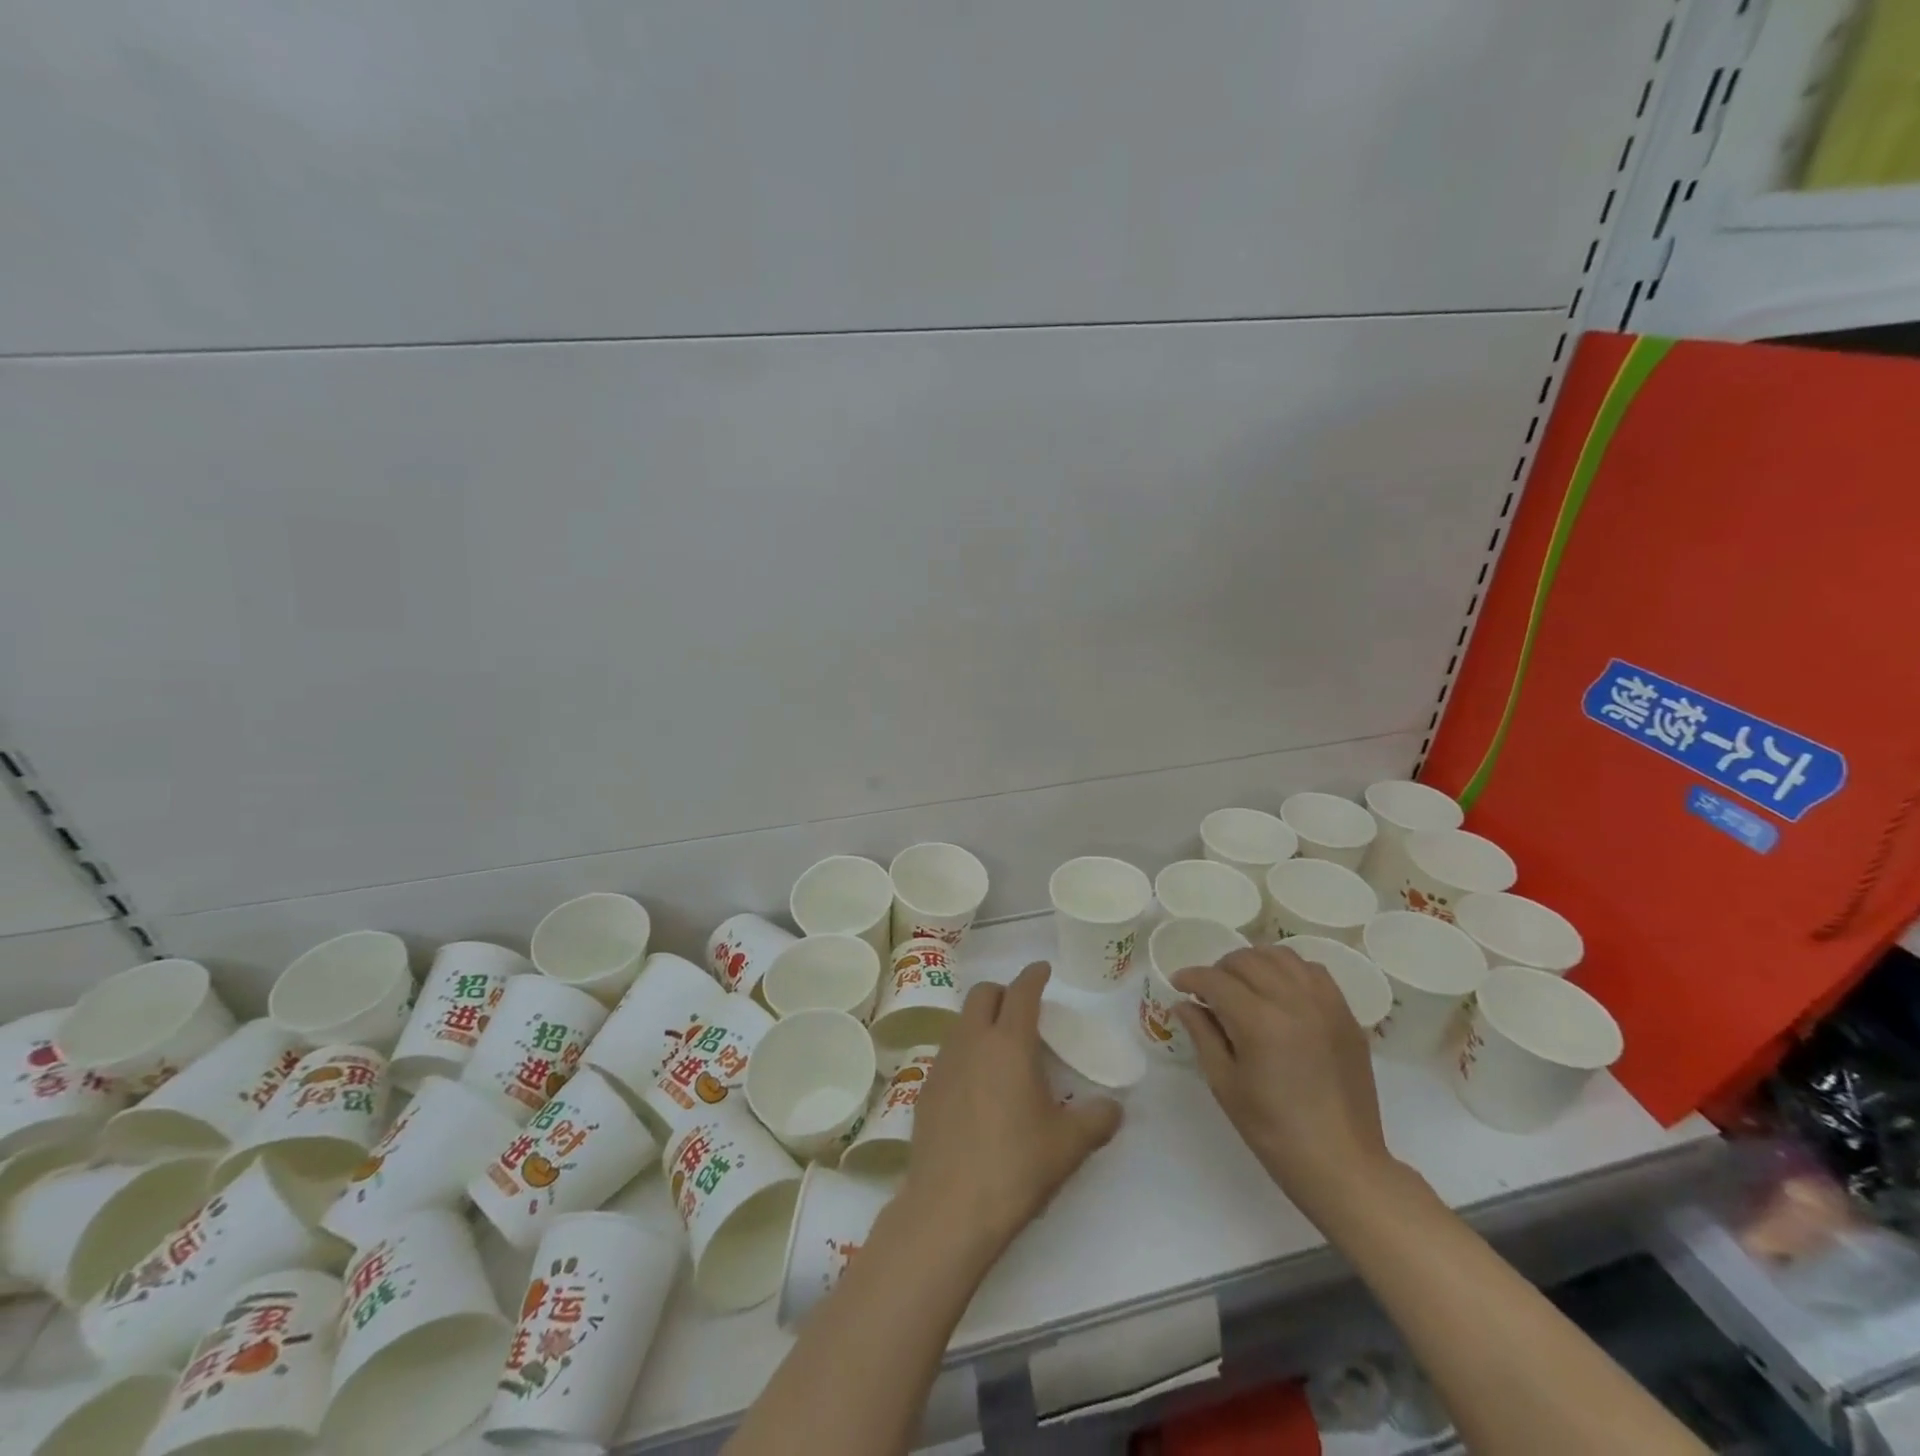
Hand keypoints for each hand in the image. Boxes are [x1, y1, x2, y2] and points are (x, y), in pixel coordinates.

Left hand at [901, 962, 1122, 1263]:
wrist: (949, 1208)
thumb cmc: (1016, 1167)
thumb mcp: (1068, 1146)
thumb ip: (1097, 1120)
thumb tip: (1115, 1108)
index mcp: (1009, 1043)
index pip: (1021, 991)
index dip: (1034, 975)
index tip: (1043, 970)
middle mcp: (972, 1041)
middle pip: (983, 995)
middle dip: (1004, 992)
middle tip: (1024, 1011)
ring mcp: (943, 1063)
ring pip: (962, 1022)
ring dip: (982, 1022)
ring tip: (1002, 1051)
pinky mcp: (925, 1089)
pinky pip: (949, 1054)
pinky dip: (966, 1054)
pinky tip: (977, 1088)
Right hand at [1173, 945, 1395, 1223]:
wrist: (1341, 1163)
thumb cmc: (1273, 1131)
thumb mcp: (1225, 1084)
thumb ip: (1203, 1035)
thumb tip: (1185, 1004)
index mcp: (1259, 1021)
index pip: (1214, 979)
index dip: (1190, 977)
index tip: (1178, 984)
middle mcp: (1293, 1001)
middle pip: (1246, 960)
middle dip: (1219, 969)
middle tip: (1209, 991)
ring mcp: (1324, 1004)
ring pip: (1280, 956)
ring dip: (1254, 962)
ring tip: (1244, 984)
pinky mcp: (1345, 1014)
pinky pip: (1313, 971)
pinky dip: (1290, 970)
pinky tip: (1280, 990)